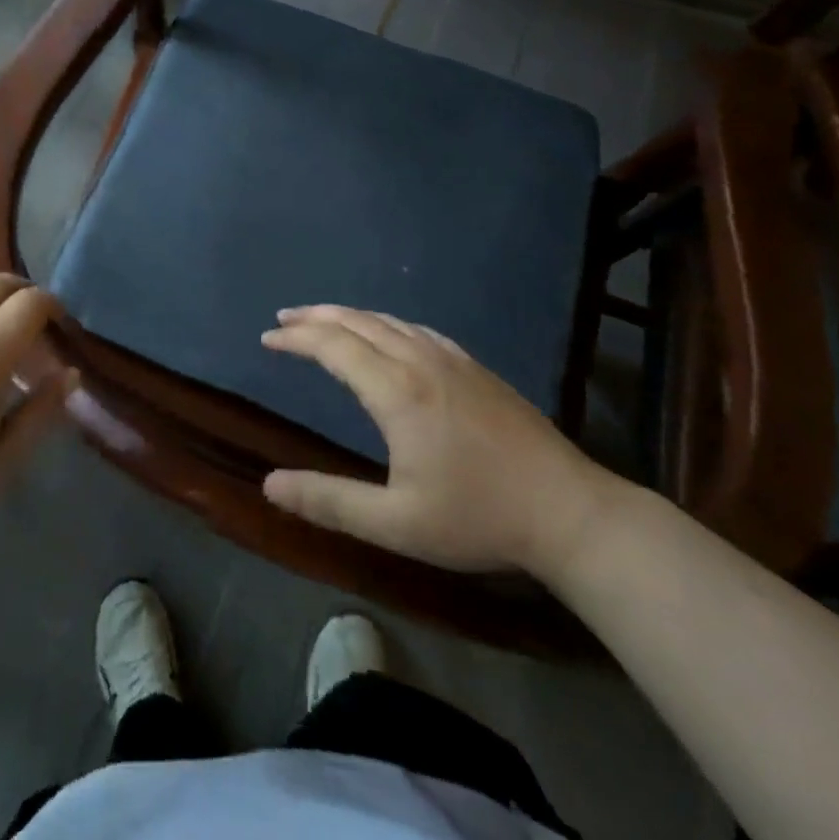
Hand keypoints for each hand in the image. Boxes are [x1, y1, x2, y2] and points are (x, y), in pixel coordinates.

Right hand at [260, 306, 620, 579]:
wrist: (570, 512)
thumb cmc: (479, 518)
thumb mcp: (397, 524)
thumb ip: (329, 502)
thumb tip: (269, 485)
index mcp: (397, 390)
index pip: (333, 346)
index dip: (297, 338)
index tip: (268, 338)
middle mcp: (420, 360)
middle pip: (357, 322)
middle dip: (315, 316)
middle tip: (284, 317)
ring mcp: (453, 359)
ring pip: (388, 320)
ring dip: (348, 315)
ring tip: (323, 320)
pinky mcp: (475, 367)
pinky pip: (417, 328)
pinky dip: (385, 322)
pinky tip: (387, 333)